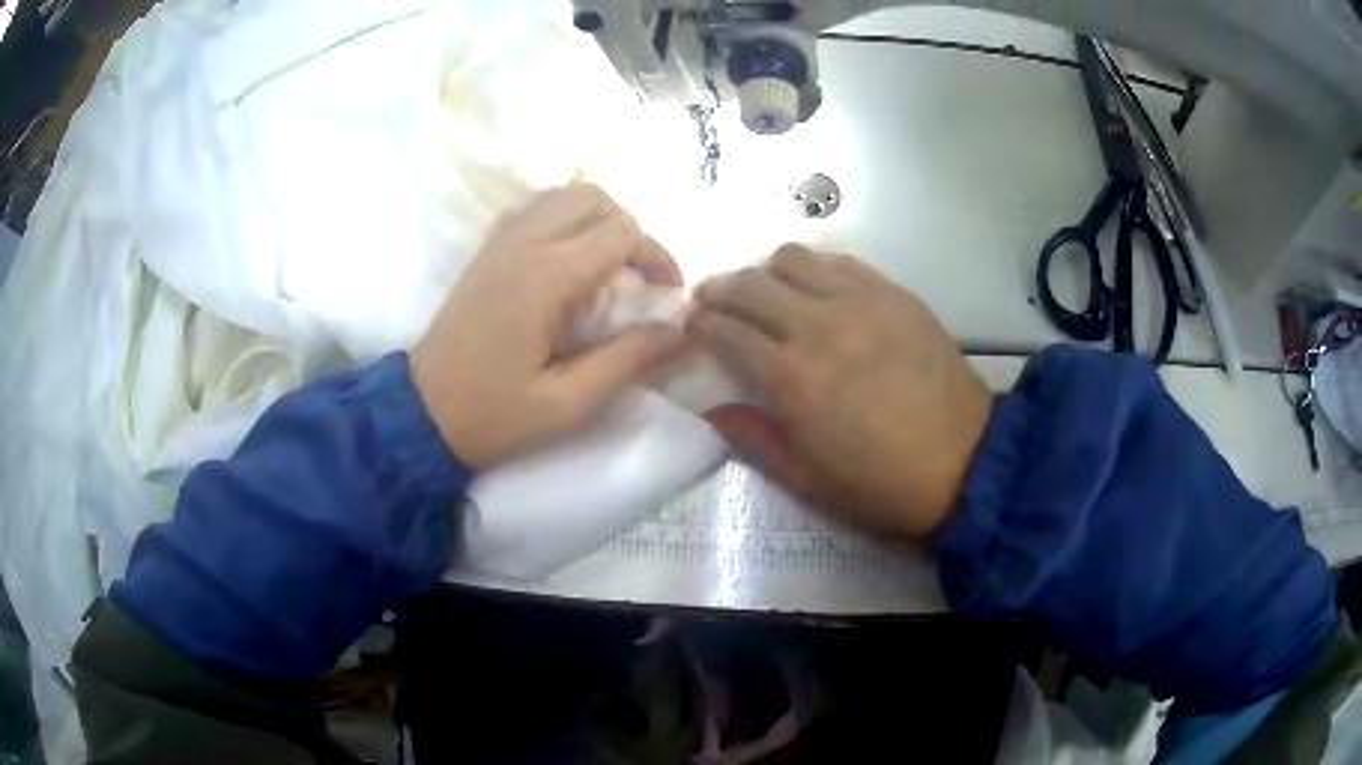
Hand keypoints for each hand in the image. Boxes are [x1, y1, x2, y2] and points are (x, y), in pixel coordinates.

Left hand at [411, 184, 686, 469]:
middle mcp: (523, 244)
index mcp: (546, 277)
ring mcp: (499, 243)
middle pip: (593, 197)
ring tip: (609, 265)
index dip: (658, 257)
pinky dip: (564, 220)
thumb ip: (629, 359)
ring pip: (562, 195)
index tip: (669, 296)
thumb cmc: (494, 415)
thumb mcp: (569, 403)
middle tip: (640, 276)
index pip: (621, 232)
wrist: (421, 414)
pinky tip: (569, 261)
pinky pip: (535, 210)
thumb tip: (682, 330)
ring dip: (596, 219)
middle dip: (630, 228)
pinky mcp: (486, 252)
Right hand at [690, 245, 992, 537]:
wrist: (964, 463)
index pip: (726, 331)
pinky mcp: (894, 293)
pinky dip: (814, 268)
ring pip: (793, 259)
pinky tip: (815, 288)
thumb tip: (711, 408)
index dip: (700, 324)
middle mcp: (818, 325)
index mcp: (791, 376)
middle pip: (750, 284)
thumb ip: (752, 437)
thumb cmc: (879, 483)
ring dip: (766, 271)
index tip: (691, 325)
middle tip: (712, 299)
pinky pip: (840, 262)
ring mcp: (860, 301)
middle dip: (719, 288)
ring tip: (766, 291)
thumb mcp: (806, 479)